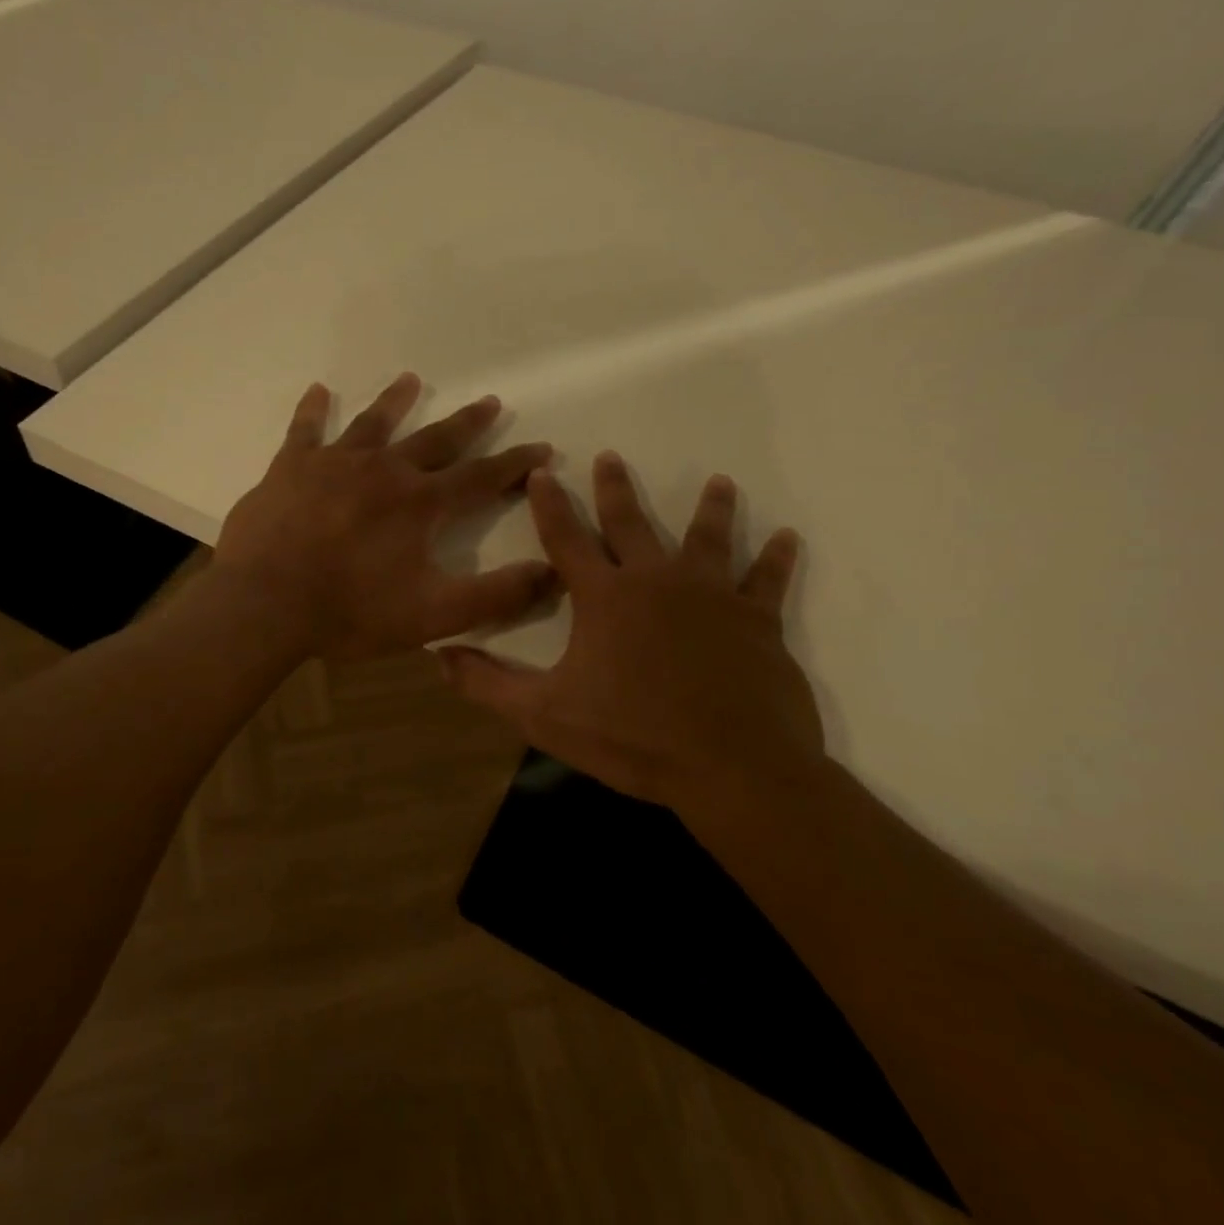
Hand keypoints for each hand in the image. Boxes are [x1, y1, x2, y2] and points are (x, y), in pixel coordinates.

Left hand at [213, 373, 558, 661]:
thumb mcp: (434, 616)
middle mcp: (384, 471)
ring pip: (373, 424)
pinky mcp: (291, 468)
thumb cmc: (350, 612)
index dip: (515, 464)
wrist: (265, 606)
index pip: (481, 477)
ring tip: (411, 379)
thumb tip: (553, 572)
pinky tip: (317, 390)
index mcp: (420, 504)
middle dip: (467, 422)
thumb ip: (495, 596)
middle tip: (490, 401)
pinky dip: (312, 410)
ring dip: (395, 401)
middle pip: (435, 439)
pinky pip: (305, 430)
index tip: (542, 447)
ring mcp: (334, 464)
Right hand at [438, 453, 825, 819]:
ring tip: (718, 481)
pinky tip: (786, 538)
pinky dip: (775, 558)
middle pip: (630, 524)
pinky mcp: (756, 620)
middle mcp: (656, 581)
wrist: (731, 768)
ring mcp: (711, 596)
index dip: (549, 505)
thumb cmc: (632, 737)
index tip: (541, 473)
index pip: (566, 538)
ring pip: (707, 538)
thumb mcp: (544, 715)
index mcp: (604, 597)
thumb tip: (438, 655)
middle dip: (615, 489)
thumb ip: (488, 683)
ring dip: (710, 508)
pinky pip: (767, 580)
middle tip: (610, 456)